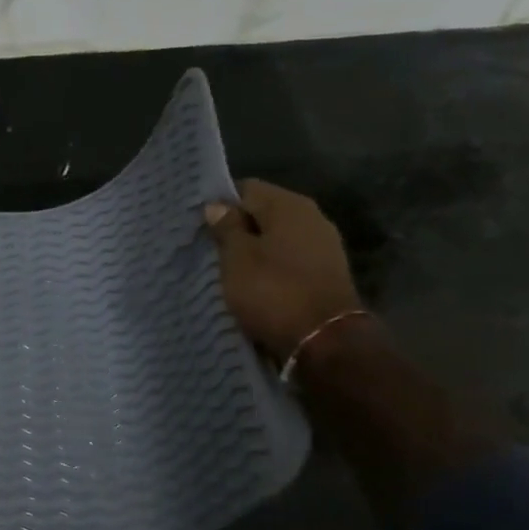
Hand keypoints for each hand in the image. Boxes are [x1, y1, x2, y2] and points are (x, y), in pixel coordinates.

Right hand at [204, 180, 362, 357]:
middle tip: (211, 251)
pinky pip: (289, 262)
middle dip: (238, 230)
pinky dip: (271, 269)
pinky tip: (255, 286)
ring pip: (277, 240)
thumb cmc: (273, 291)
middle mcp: (312, 217)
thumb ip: (227, 228)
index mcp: (289, 205)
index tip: (201, 227)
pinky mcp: (326, 274)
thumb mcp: (238, 259)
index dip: (221, 205)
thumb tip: (218, 205)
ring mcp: (324, 246)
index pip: (247, 189)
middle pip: (265, 214)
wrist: (324, 340)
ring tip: (229, 272)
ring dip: (254, 252)